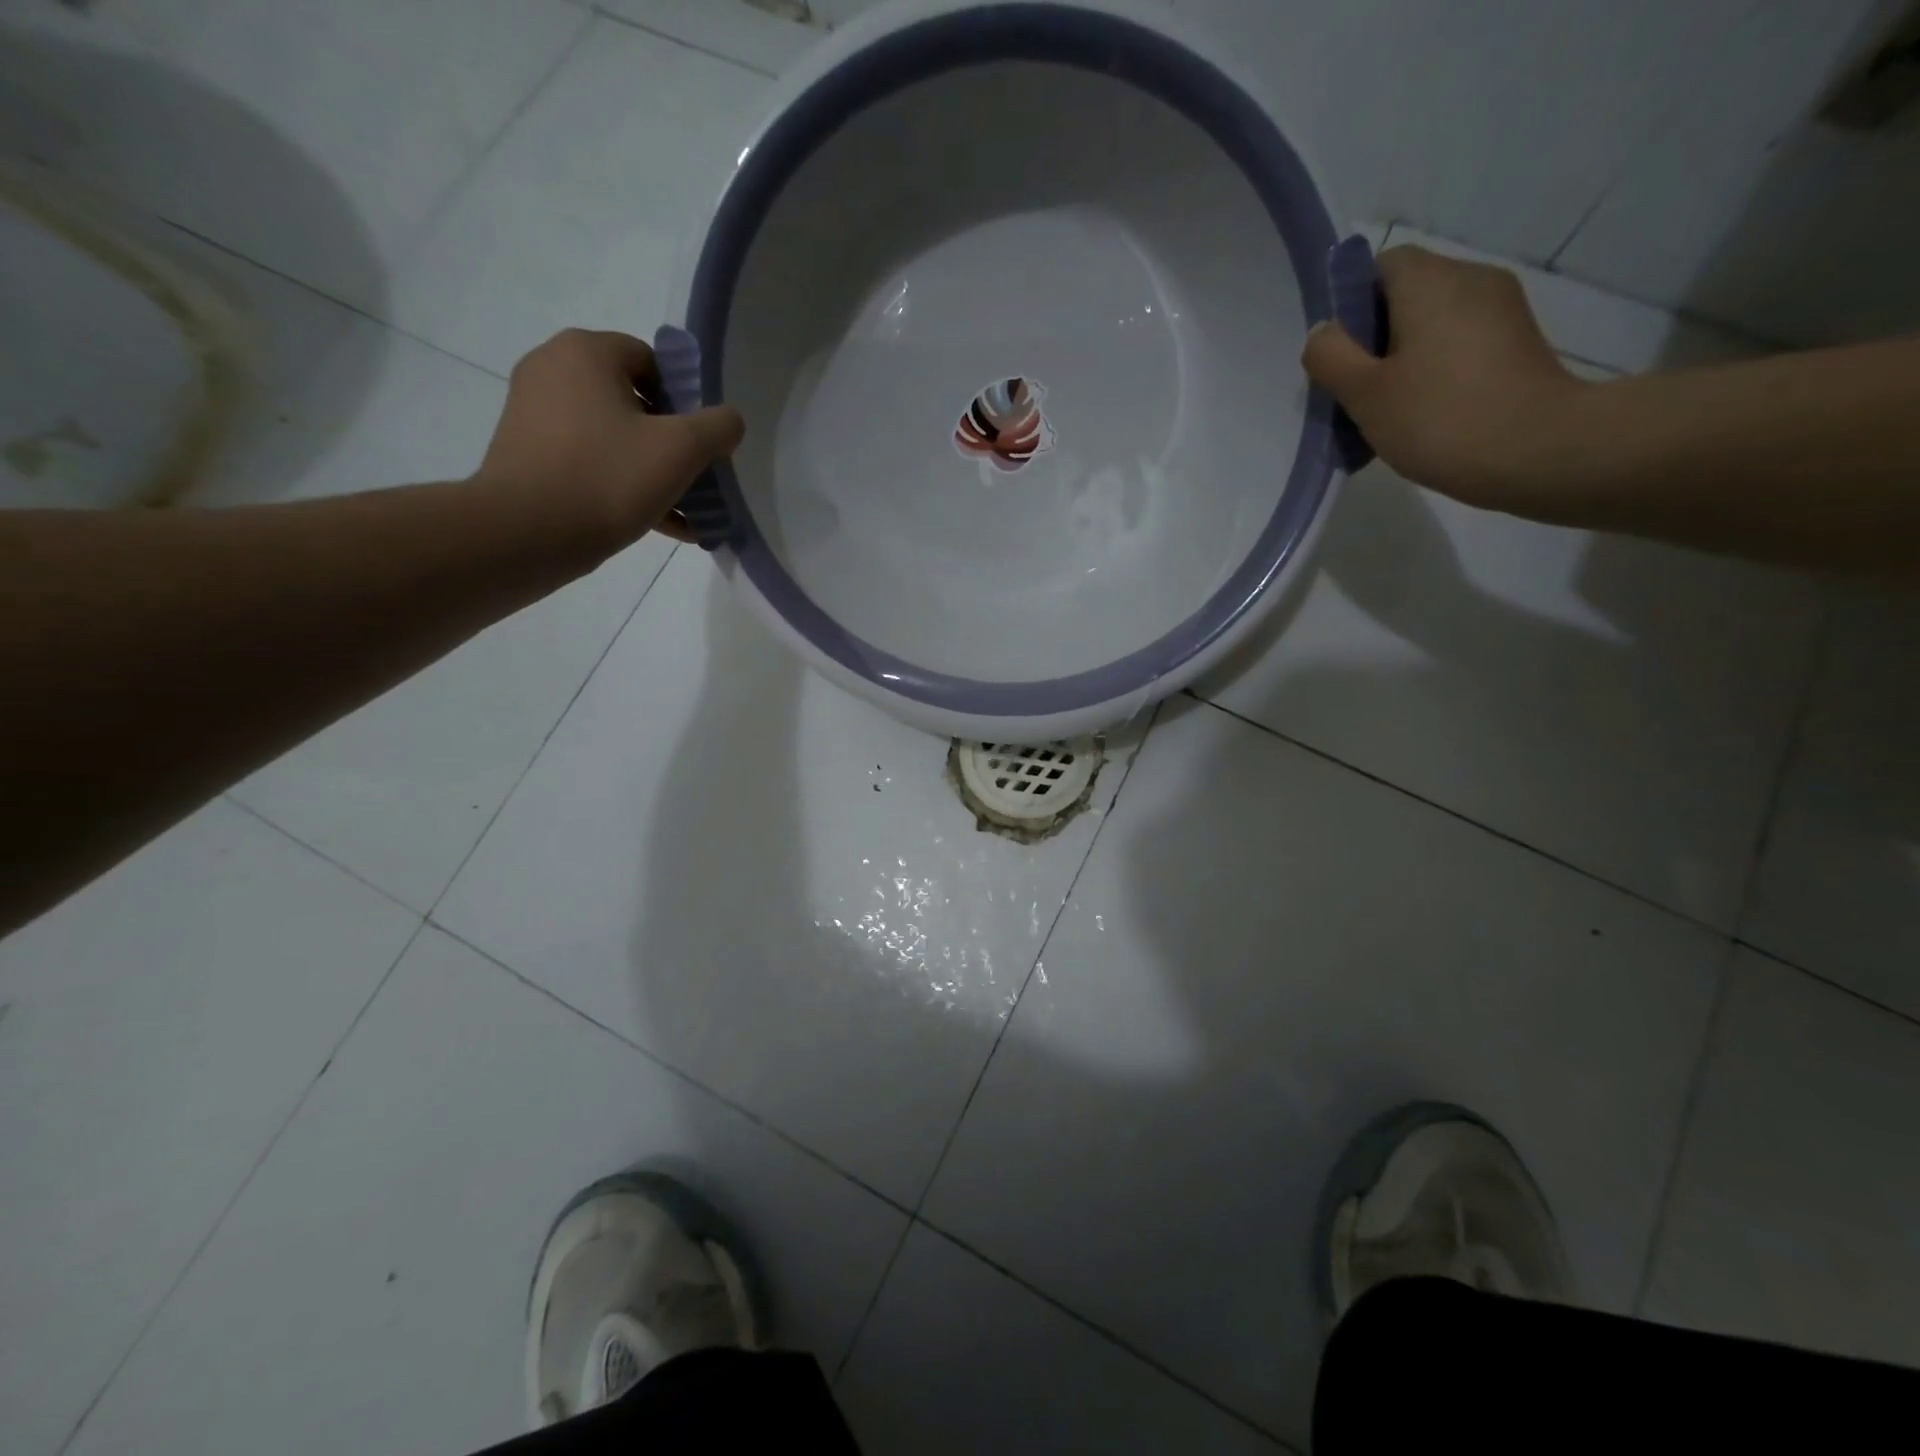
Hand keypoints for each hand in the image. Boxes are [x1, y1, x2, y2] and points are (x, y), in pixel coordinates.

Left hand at [474, 328, 744, 549]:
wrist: (525, 533)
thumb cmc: (607, 478)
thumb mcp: (681, 450)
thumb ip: (718, 427)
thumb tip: (729, 421)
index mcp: (585, 353)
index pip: (652, 361)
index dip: (686, 401)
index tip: (701, 442)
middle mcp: (552, 370)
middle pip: (633, 401)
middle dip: (672, 442)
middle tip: (697, 478)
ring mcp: (534, 413)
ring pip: (614, 437)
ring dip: (653, 470)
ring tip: (686, 511)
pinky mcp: (528, 454)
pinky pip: (591, 462)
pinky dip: (623, 485)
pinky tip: (661, 524)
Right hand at [1302, 246, 1590, 508]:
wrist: (1539, 450)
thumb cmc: (1440, 418)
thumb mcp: (1365, 394)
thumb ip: (1331, 357)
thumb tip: (1323, 332)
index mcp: (1430, 281)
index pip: (1380, 266)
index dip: (1351, 306)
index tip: (1342, 356)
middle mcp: (1471, 278)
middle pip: (1406, 294)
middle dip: (1375, 338)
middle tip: (1359, 392)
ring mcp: (1501, 308)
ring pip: (1433, 320)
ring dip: (1404, 357)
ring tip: (1392, 409)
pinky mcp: (1517, 340)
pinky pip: (1460, 340)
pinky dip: (1437, 367)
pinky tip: (1428, 410)